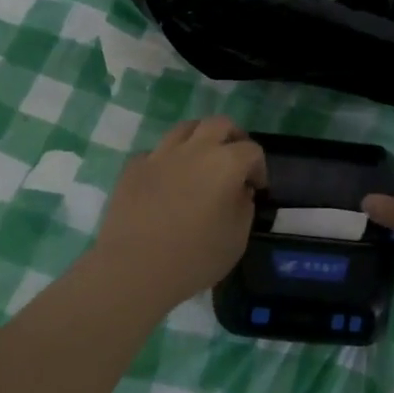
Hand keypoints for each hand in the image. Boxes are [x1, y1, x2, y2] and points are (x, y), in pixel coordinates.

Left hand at [92, 117, 267, 307]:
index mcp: (225, 163)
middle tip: (234, 161)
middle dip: (232, 138)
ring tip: (201, 162)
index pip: (252, 150)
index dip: (259, 168)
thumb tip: (239, 191)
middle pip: (219, 124)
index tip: (256, 188)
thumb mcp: (237, 239)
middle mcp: (194, 149)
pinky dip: (168, 160)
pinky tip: (167, 181)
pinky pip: (157, 152)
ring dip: (199, 140)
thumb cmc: (194, 258)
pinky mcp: (134, 166)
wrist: (134, 268)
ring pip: (185, 129)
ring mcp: (161, 154)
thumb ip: (244, 207)